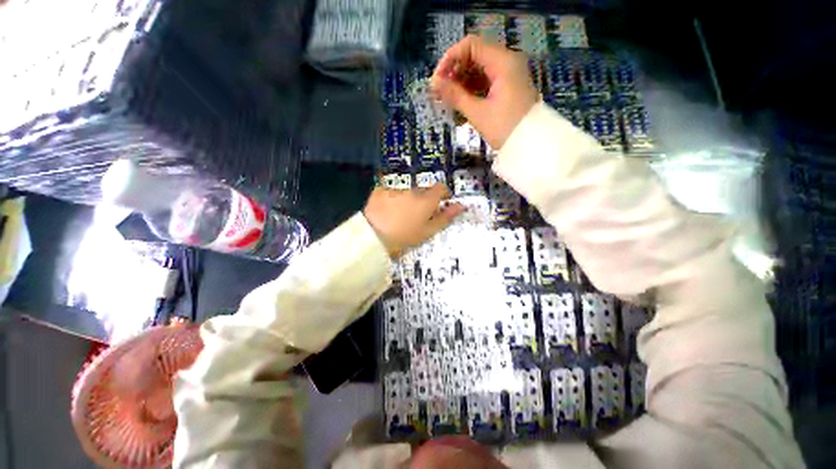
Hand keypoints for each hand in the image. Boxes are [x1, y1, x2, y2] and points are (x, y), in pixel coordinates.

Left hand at [363, 184, 463, 258]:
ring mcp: (395, 188)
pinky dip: (392, 198)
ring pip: (407, 191)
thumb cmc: (404, 236)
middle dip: (423, 199)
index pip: (440, 188)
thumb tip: (461, 206)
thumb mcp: (427, 231)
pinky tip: (387, 210)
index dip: (442, 194)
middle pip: (423, 190)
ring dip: (407, 199)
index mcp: (426, 200)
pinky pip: (391, 191)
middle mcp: (412, 190)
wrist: (373, 235)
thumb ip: (445, 217)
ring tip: (399, 214)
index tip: (439, 204)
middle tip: (417, 215)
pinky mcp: (381, 190)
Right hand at [431, 35, 538, 149]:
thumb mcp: (478, 112)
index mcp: (503, 62)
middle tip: (441, 94)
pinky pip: (486, 83)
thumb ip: (455, 95)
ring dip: (462, 85)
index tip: (438, 80)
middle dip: (455, 74)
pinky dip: (472, 92)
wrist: (531, 145)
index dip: (450, 59)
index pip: (470, 45)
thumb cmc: (505, 128)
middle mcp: (507, 62)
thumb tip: (434, 83)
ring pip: (479, 71)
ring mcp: (509, 75)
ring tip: (449, 103)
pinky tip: (462, 107)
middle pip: (474, 57)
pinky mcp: (508, 88)